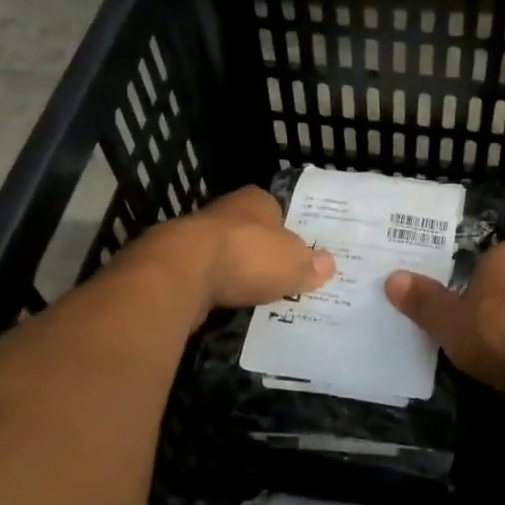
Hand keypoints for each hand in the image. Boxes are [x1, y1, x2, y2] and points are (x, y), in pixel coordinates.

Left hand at [141, 186, 334, 314]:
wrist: (183, 272)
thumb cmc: (247, 256)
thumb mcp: (294, 263)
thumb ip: (310, 264)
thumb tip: (328, 264)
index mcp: (256, 200)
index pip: (276, 209)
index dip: (287, 230)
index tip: (295, 252)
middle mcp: (225, 210)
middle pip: (249, 231)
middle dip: (260, 251)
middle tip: (279, 276)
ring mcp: (196, 235)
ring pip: (224, 253)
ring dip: (234, 271)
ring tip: (253, 294)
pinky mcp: (175, 263)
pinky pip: (204, 275)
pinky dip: (214, 288)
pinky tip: (224, 304)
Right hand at [385, 242, 504, 412]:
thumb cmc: (498, 331)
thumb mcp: (447, 319)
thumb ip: (423, 301)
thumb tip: (392, 278)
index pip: (480, 262)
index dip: (462, 283)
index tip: (445, 304)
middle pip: (501, 290)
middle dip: (484, 310)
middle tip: (454, 330)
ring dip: (504, 337)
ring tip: (476, 358)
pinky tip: (503, 376)